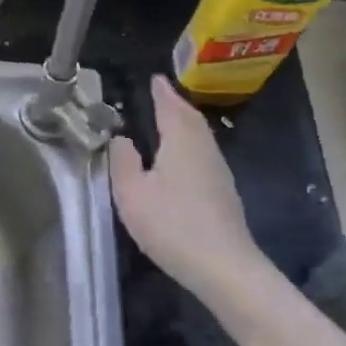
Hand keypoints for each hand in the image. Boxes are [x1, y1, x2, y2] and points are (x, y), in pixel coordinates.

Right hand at [109, 76, 261, 290]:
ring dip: (184, 125)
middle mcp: (204, 149)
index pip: (171, 107)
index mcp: (181, 141)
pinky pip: (203, 155)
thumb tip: (122, 138)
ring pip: (200, 137)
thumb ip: (122, 160)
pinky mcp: (224, 193)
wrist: (223, 266)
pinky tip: (180, 158)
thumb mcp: (131, 192)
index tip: (154, 79)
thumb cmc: (171, 223)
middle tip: (160, 95)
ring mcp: (219, 172)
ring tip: (168, 121)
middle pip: (191, 119)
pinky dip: (190, 145)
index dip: (161, 92)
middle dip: (175, 105)